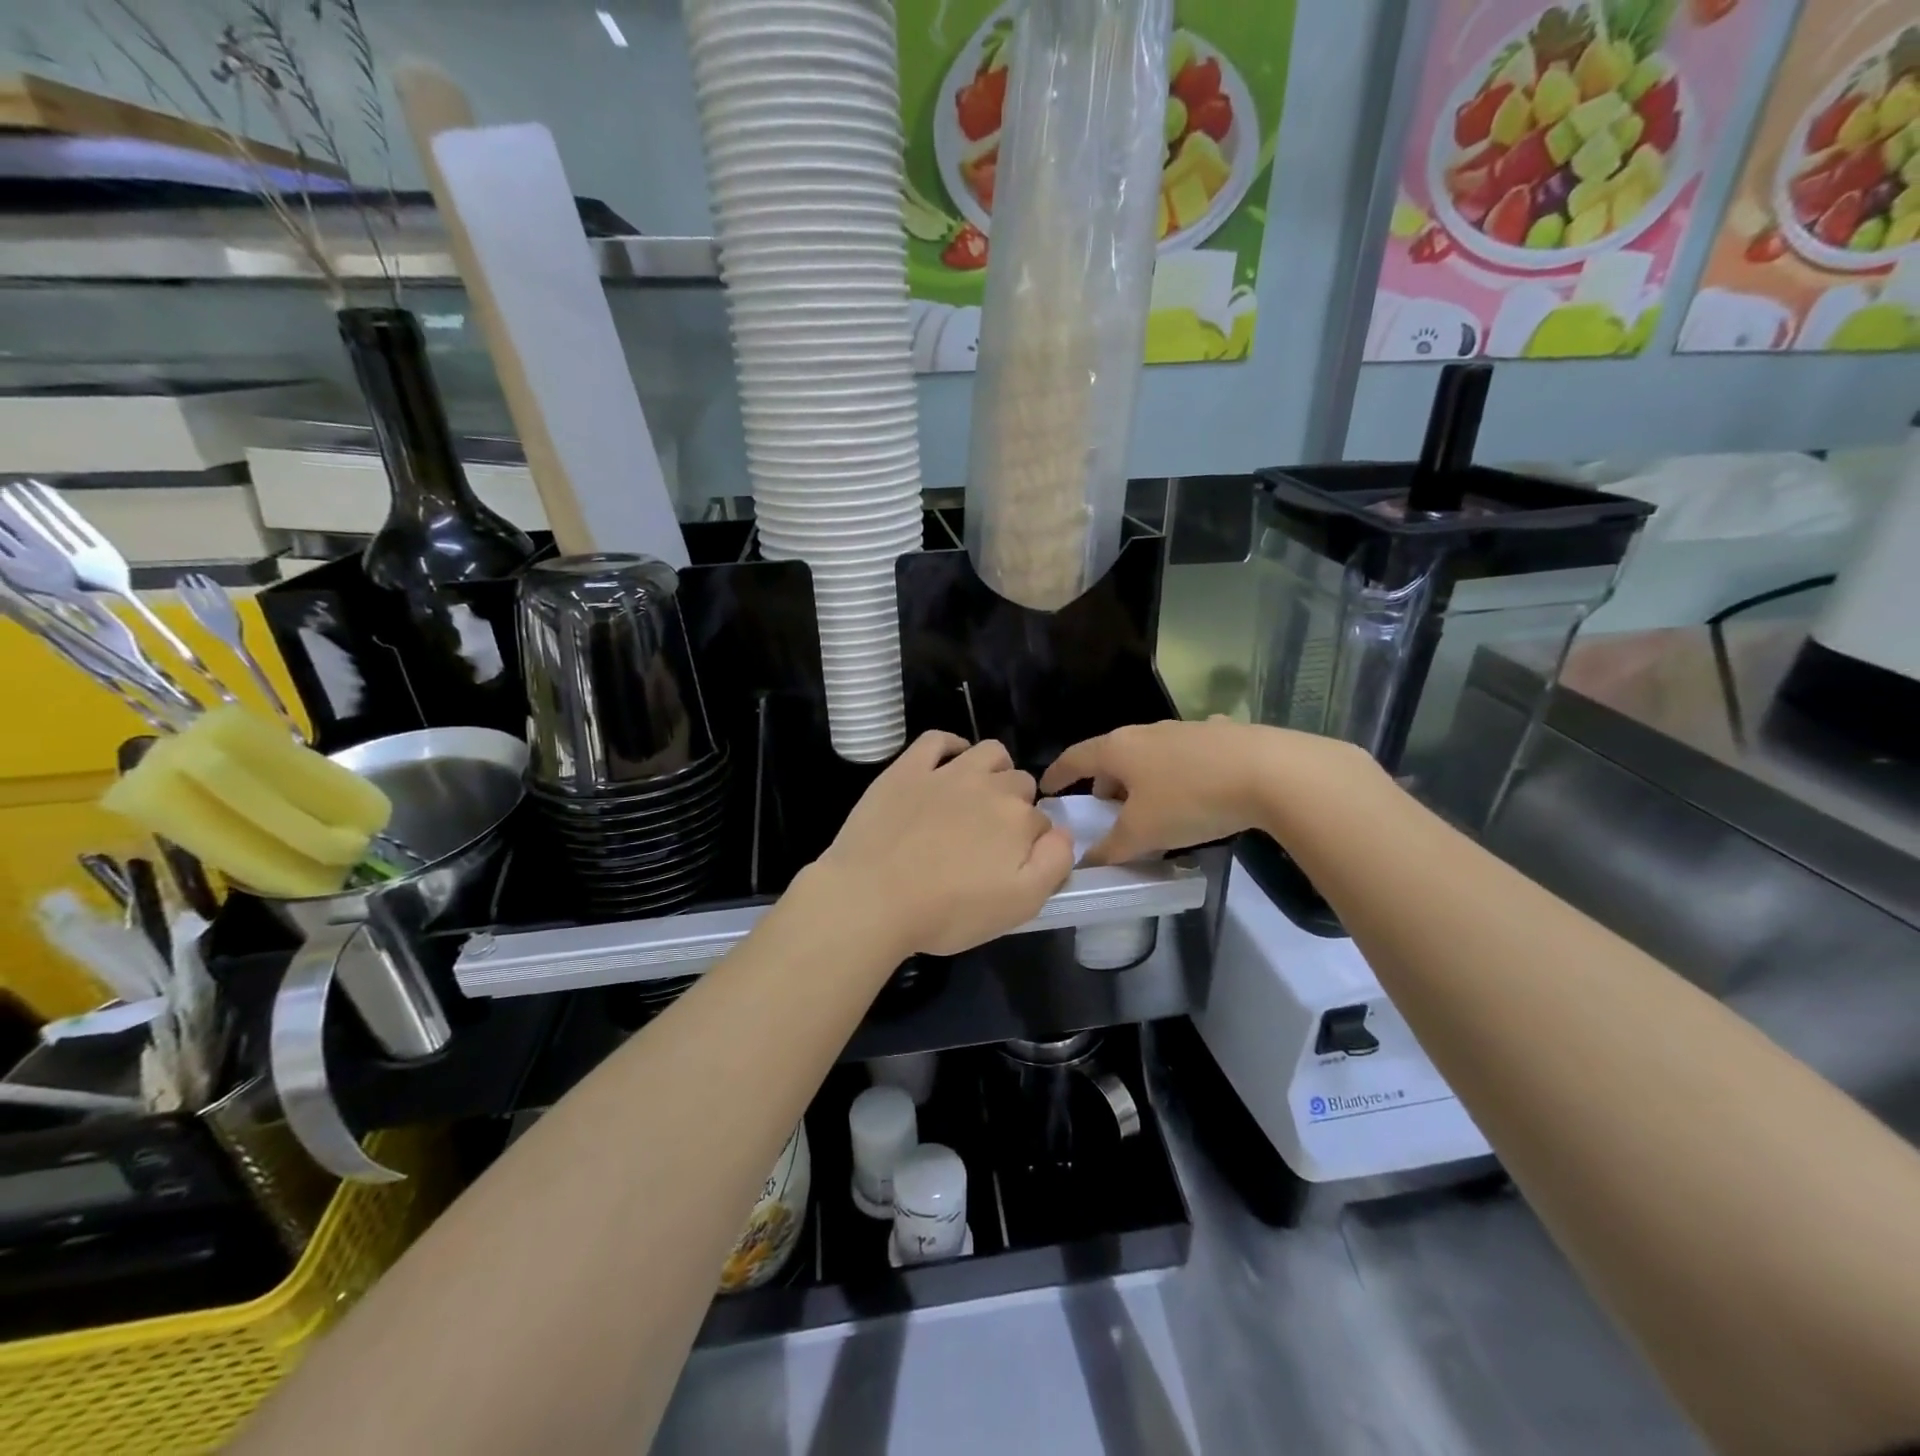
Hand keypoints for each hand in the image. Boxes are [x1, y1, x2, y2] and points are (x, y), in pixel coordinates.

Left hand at [811, 733, 1075, 958]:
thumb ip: (1054, 864)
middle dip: (1016, 806)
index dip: (1032, 845)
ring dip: (995, 770)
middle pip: (1020, 784)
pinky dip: (951, 745)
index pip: (1042, 823)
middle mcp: (990, 787)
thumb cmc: (948, 911)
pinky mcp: (908, 768)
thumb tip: (1062, 833)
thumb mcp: (1020, 905)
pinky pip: (938, 739)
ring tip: (980, 796)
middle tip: (991, 840)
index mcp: (1019, 820)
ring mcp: (947, 773)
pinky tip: (951, 760)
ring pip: (989, 753)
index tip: (1013, 866)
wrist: (873, 897)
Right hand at [1040, 718, 1377, 864]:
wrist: (1269, 772)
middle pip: (1113, 756)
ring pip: (1149, 754)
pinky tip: (1195, 784)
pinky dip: (1178, 770)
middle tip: (1104, 810)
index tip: (1046, 789)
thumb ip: (1110, 848)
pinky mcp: (1220, 734)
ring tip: (1150, 805)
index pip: (1074, 758)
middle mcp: (1146, 731)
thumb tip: (1086, 862)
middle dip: (1103, 782)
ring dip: (1141, 778)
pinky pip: (1186, 753)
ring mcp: (1184, 729)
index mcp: (1119, 749)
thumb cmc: (1190, 800)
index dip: (1057, 774)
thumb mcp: (1143, 833)